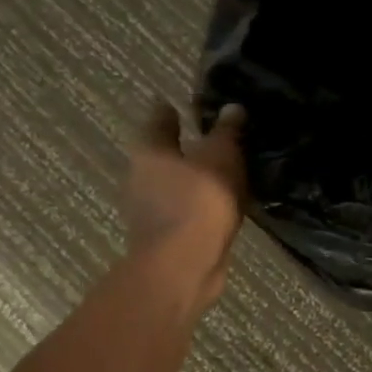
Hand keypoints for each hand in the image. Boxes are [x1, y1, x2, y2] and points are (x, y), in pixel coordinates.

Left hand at [124, 102, 247, 307]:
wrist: (184, 266)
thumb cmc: (199, 200)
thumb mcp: (221, 157)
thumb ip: (226, 132)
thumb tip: (232, 107)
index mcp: (150, 150)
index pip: (160, 118)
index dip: (173, 109)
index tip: (187, 105)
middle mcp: (140, 176)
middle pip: (163, 153)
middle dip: (183, 147)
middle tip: (212, 139)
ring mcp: (148, 209)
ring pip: (173, 184)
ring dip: (193, 179)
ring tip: (223, 174)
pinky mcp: (164, 235)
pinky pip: (185, 210)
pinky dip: (199, 205)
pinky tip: (220, 206)